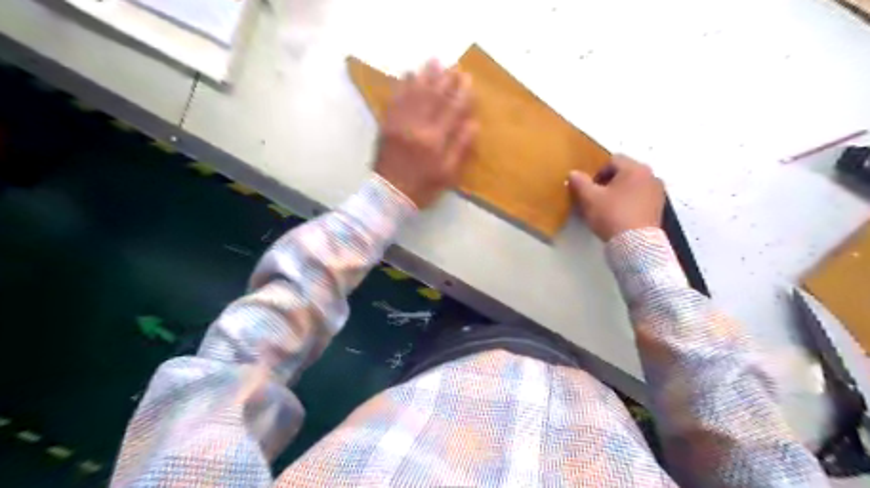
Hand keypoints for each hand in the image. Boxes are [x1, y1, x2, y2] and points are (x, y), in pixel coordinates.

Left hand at [371, 59, 473, 207]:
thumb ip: (460, 148)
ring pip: (414, 93)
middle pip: (433, 96)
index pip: (451, 110)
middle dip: (445, 79)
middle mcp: (417, 127)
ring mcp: (399, 123)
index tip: (469, 79)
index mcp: (434, 140)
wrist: (388, 195)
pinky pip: (395, 99)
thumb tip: (473, 123)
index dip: (461, 93)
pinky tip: (408, 75)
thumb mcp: (447, 174)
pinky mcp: (386, 125)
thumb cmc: (422, 188)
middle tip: (454, 66)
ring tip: (433, 62)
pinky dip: (402, 85)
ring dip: (425, 76)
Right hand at [571, 154, 667, 239]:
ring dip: (620, 192)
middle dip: (608, 182)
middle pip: (624, 172)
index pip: (612, 160)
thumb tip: (573, 173)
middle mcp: (650, 175)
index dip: (597, 173)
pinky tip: (620, 216)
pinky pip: (640, 198)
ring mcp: (658, 192)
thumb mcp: (589, 198)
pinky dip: (630, 202)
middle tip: (596, 198)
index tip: (589, 189)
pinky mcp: (659, 208)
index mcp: (635, 168)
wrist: (636, 244)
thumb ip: (580, 182)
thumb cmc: (612, 215)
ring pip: (633, 186)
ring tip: (608, 208)